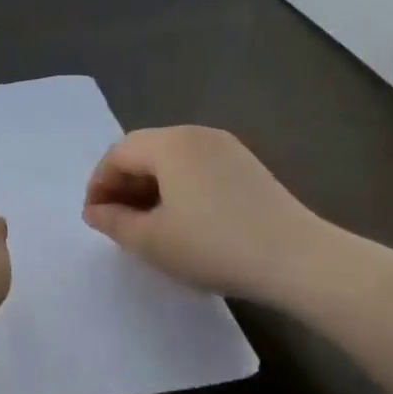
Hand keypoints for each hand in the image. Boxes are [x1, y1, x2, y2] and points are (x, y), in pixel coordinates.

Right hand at [82, 126, 327, 301]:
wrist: (299, 259)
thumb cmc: (215, 246)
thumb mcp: (153, 241)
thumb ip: (114, 222)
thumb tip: (95, 210)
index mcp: (169, 143)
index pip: (118, 154)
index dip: (99, 184)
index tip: (94, 218)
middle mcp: (196, 134)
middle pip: (145, 150)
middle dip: (123, 183)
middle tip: (116, 221)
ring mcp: (226, 147)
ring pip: (172, 159)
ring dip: (151, 186)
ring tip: (147, 223)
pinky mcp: (247, 165)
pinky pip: (198, 166)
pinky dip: (179, 186)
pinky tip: (184, 219)